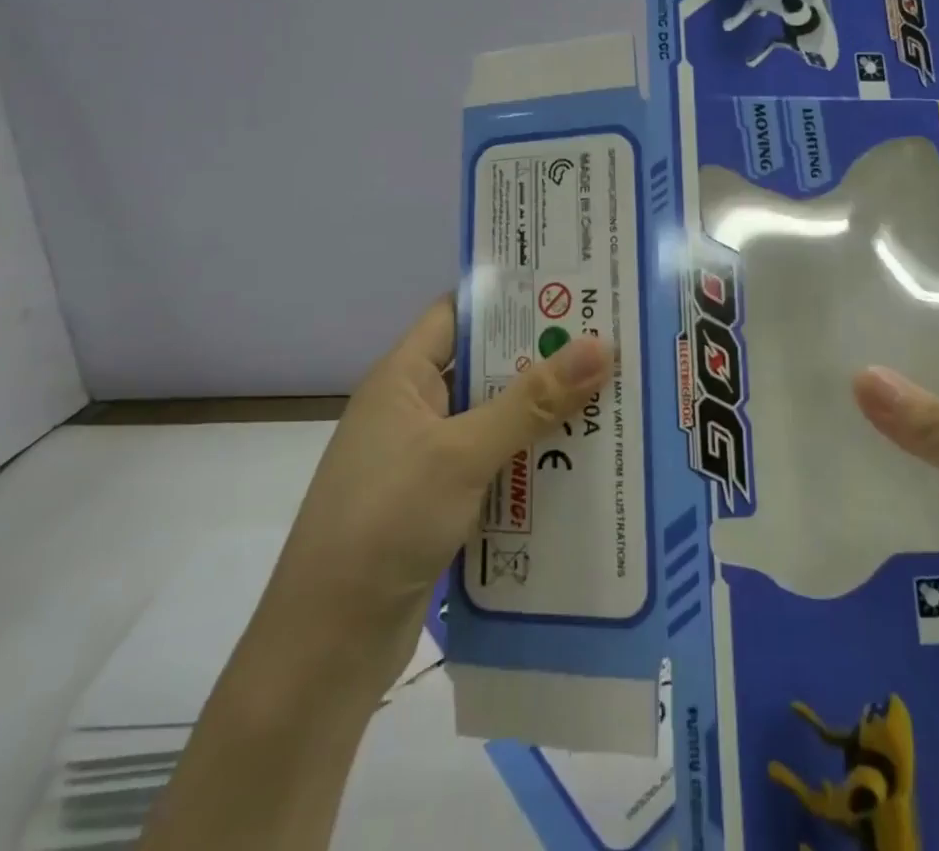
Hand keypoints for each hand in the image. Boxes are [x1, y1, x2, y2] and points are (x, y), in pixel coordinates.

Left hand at [256, 297, 614, 698]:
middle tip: (611, 344)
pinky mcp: (441, 504)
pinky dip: (532, 462)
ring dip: (544, 414)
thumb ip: (532, 400)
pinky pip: (496, 467)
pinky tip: (583, 463)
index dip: (511, 299)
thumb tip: (600, 345)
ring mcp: (427, 460)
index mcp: (403, 378)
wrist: (326, 649)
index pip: (460, 313)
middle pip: (486, 367)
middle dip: (544, 358)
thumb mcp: (462, 453)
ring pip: (496, 420)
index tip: (573, 290)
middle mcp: (415, 409)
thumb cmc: (384, 523)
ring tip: (613, 397)